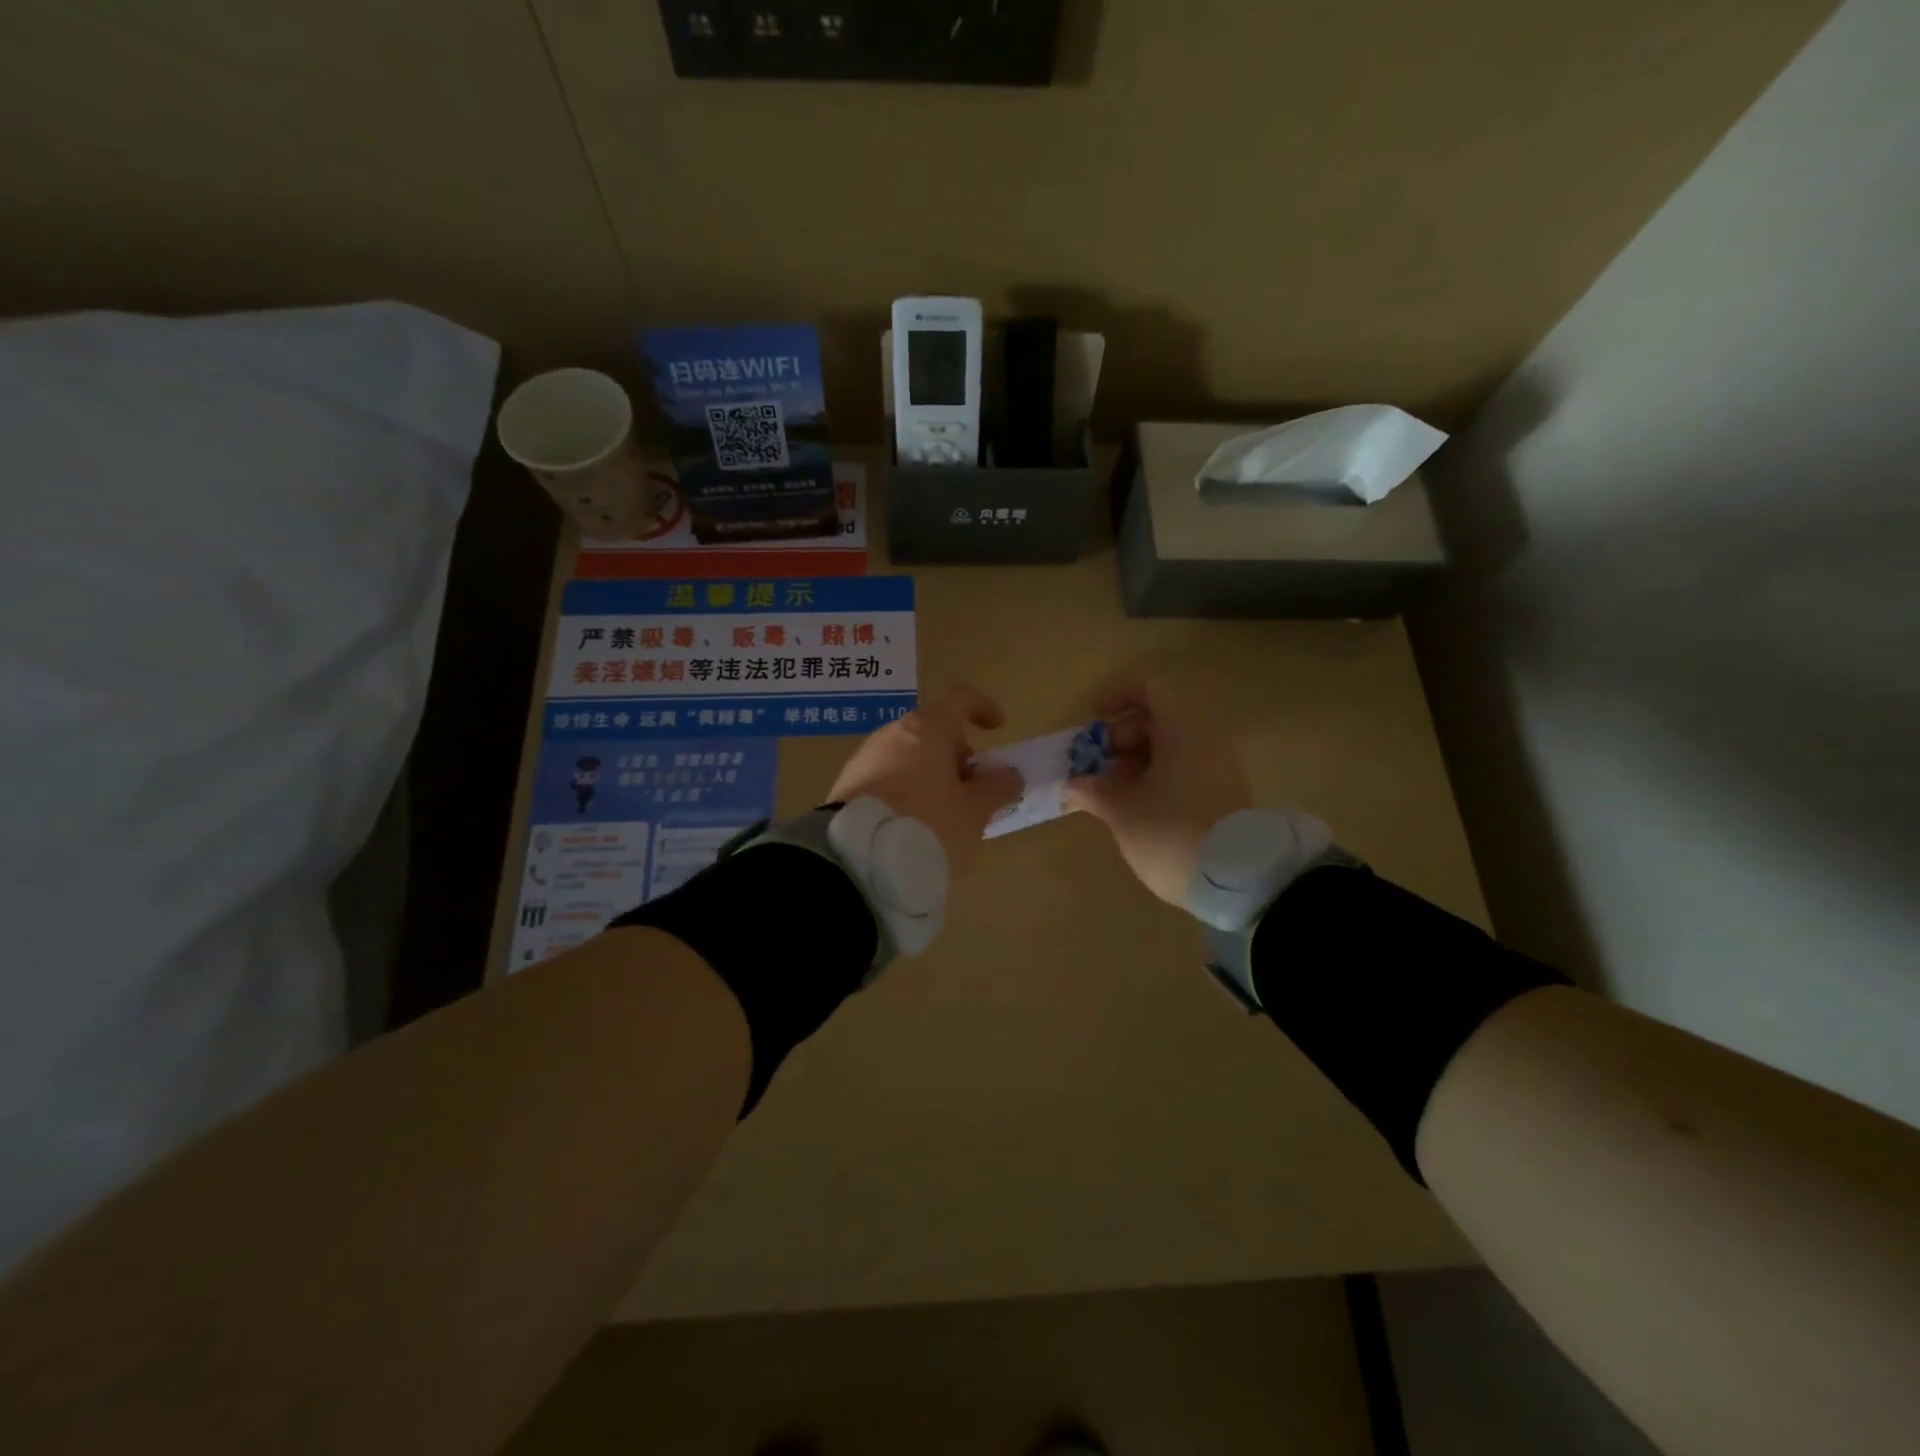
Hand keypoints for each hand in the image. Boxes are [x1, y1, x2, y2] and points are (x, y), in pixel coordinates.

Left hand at [828, 684, 1023, 873]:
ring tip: (942, 815)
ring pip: (908, 756)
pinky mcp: (846, 785)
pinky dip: (905, 790)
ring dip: (930, 775)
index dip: (983, 708)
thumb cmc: (927, 825)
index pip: (960, 700)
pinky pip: (886, 777)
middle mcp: (893, 734)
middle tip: (971, 792)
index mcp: (927, 729)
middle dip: (956, 755)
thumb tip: (1008, 775)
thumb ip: (996, 789)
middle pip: (933, 731)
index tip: (997, 729)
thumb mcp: (974, 812)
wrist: (856, 859)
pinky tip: (911, 824)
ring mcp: (865, 758)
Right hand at [1063, 679, 1253, 907]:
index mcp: (1181, 729)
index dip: (1118, 697)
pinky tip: (1138, 810)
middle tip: (1099, 767)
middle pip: (1160, 719)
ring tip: (1112, 795)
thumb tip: (1074, 784)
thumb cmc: (1171, 830)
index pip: (1150, 689)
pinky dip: (1158, 780)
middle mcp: (1205, 740)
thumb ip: (1095, 791)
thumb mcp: (1123, 811)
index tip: (1093, 720)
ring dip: (1137, 763)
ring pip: (1172, 748)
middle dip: (1123, 737)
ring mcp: (1218, 768)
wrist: (1237, 880)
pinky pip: (1185, 771)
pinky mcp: (1223, 795)